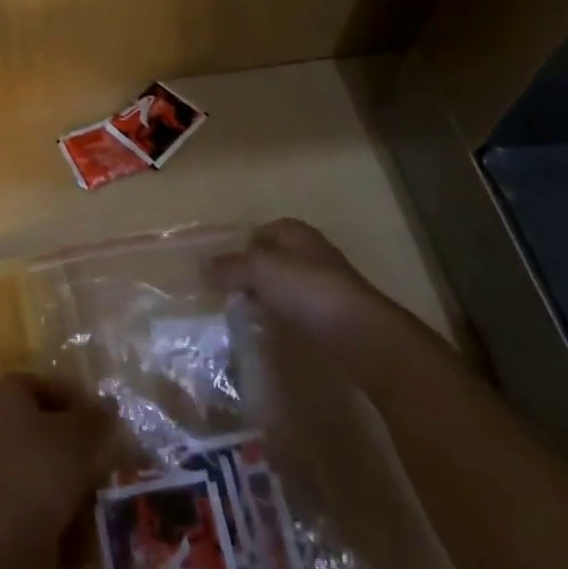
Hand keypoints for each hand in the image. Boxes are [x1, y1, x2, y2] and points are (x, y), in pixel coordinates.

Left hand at [0, 373, 114, 554]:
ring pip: (43, 453)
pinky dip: (59, 490)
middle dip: (75, 432)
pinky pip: (37, 483)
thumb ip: (96, 416)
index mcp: (9, 396)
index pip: (45, 383)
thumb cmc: (42, 470)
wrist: (5, 541)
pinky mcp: (4, 498)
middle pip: (44, 419)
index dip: (73, 395)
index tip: (98, 415)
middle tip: (104, 445)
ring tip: (98, 475)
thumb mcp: (80, 435)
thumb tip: (109, 404)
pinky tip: (81, 503)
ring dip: (70, 463)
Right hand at [207, 217, 388, 334]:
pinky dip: (283, 317)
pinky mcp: (333, 315)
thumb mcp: (260, 269)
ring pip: (284, 286)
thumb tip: (203, 267)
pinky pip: (298, 310)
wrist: (364, 336)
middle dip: (249, 274)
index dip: (237, 248)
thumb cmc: (309, 291)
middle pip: (270, 259)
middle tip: (225, 295)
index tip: (217, 271)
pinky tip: (271, 331)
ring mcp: (324, 284)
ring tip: (242, 315)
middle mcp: (311, 252)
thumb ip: (230, 266)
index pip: (258, 232)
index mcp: (295, 232)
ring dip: (265, 298)